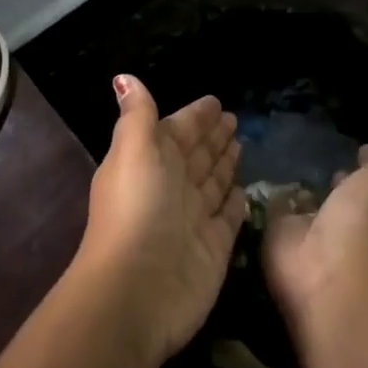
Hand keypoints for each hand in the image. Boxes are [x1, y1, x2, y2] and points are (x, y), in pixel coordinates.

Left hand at [76, 76, 245, 366]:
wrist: (138, 289)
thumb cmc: (137, 209)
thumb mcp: (133, 150)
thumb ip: (138, 115)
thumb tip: (123, 78)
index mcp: (149, 160)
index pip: (176, 130)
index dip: (194, 116)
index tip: (214, 101)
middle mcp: (171, 186)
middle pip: (196, 155)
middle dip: (212, 137)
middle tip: (234, 119)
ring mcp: (193, 218)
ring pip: (212, 182)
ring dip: (224, 163)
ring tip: (241, 145)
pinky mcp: (214, 247)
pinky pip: (229, 216)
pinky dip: (235, 202)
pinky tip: (243, 189)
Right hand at [263, 125, 367, 321]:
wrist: (327, 267)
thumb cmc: (367, 219)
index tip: (365, 145)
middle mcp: (349, 219)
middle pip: (345, 193)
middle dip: (340, 179)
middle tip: (328, 158)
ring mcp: (314, 230)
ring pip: (312, 203)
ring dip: (306, 190)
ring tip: (292, 164)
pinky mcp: (281, 235)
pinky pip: (277, 211)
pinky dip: (274, 200)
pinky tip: (265, 182)